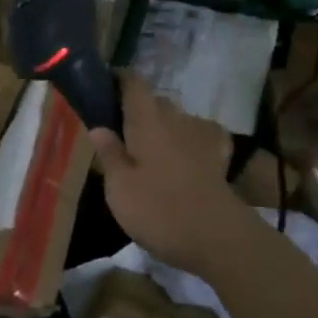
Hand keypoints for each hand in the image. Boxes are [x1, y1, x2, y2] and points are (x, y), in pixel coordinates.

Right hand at [88, 76, 246, 277]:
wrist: (217, 238)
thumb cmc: (158, 209)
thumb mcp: (119, 187)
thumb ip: (109, 153)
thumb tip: (99, 127)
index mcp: (146, 120)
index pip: (133, 82)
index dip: (119, 79)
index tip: (105, 88)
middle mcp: (175, 118)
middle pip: (155, 101)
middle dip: (138, 109)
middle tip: (121, 132)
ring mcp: (201, 135)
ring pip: (177, 119)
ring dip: (163, 127)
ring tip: (150, 150)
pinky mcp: (219, 156)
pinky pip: (201, 135)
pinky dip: (190, 139)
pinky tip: (185, 155)